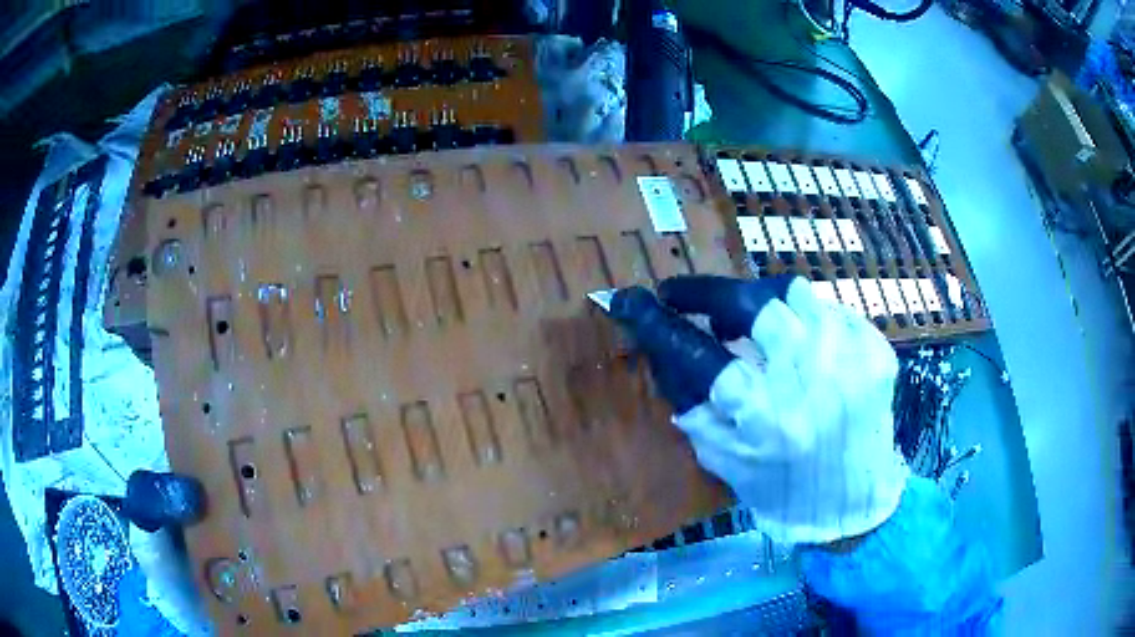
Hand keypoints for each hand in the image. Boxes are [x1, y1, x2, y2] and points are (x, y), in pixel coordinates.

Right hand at [608, 275, 908, 543]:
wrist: (853, 505)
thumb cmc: (782, 491)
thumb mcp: (725, 460)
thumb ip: (696, 407)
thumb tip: (671, 353)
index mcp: (766, 419)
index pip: (701, 354)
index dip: (661, 323)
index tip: (634, 301)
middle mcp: (811, 382)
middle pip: (752, 303)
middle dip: (710, 293)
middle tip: (690, 297)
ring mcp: (850, 360)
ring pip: (794, 295)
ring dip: (761, 304)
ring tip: (751, 324)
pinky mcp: (876, 352)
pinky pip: (830, 312)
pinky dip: (805, 322)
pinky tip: (802, 346)